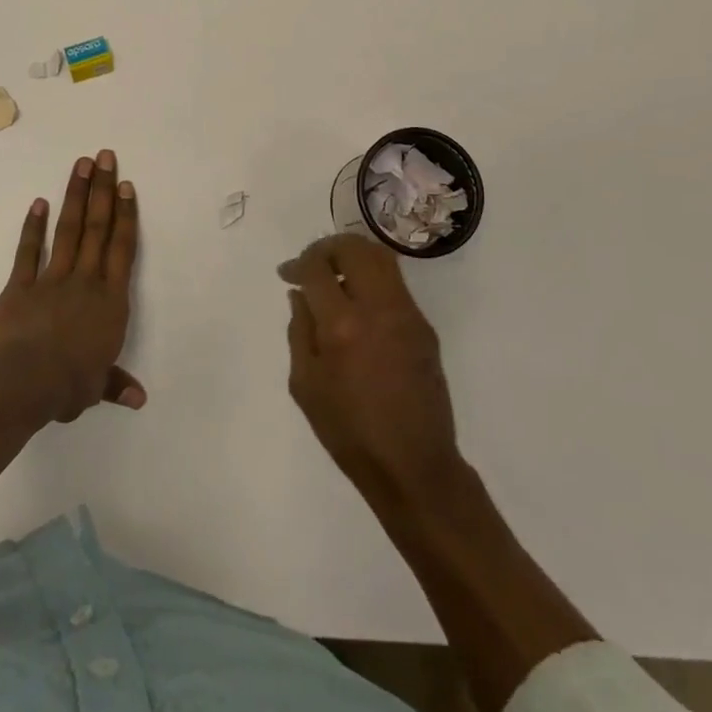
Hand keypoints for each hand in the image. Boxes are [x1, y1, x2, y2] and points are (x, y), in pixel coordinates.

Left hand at [0, 150, 145, 422]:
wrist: (23, 384)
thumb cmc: (68, 385)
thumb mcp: (96, 387)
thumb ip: (115, 384)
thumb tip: (138, 399)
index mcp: (110, 301)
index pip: (122, 249)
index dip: (125, 215)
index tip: (125, 185)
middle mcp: (85, 281)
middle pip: (97, 228)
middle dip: (102, 190)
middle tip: (105, 156)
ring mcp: (52, 279)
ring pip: (68, 230)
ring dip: (75, 196)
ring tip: (81, 164)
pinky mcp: (20, 286)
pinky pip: (29, 251)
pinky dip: (33, 227)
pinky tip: (39, 202)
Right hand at [281, 234, 460, 509]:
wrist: (412, 464)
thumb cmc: (348, 432)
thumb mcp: (305, 384)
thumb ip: (299, 330)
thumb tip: (300, 294)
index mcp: (342, 325)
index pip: (317, 268)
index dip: (297, 264)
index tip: (287, 274)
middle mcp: (378, 308)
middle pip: (354, 247)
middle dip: (326, 247)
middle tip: (311, 264)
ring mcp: (407, 313)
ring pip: (381, 257)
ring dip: (353, 256)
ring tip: (335, 276)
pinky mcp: (424, 325)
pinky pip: (395, 284)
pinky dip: (372, 278)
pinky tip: (358, 304)